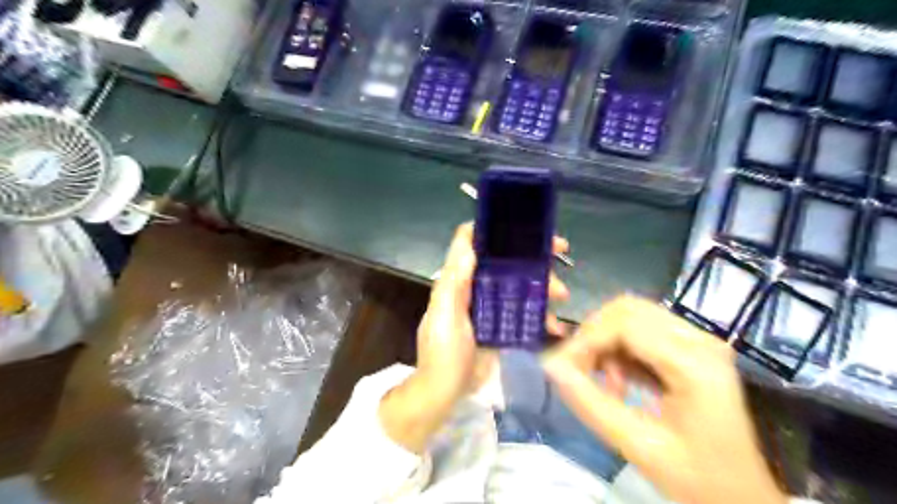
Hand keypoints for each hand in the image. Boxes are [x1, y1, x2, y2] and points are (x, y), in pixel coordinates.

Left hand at [378, 223, 565, 451]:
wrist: (446, 392)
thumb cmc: (443, 351)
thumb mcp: (445, 315)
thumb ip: (454, 282)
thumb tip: (469, 245)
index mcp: (459, 280)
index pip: (474, 244)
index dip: (497, 231)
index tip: (524, 229)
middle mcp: (476, 288)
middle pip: (506, 264)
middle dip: (533, 259)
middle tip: (561, 257)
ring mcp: (491, 309)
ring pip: (520, 287)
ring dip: (543, 288)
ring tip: (562, 296)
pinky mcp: (502, 328)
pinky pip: (525, 316)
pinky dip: (541, 318)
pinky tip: (556, 326)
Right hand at [539, 296, 785, 503]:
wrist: (742, 495)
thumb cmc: (698, 478)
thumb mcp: (639, 446)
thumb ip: (590, 404)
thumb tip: (550, 367)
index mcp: (695, 365)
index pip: (626, 325)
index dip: (586, 340)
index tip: (562, 367)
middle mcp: (700, 340)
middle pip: (629, 310)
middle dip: (594, 335)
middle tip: (580, 370)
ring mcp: (699, 340)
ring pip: (633, 315)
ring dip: (606, 340)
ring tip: (602, 379)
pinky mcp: (692, 347)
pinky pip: (643, 329)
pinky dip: (620, 346)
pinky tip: (619, 378)